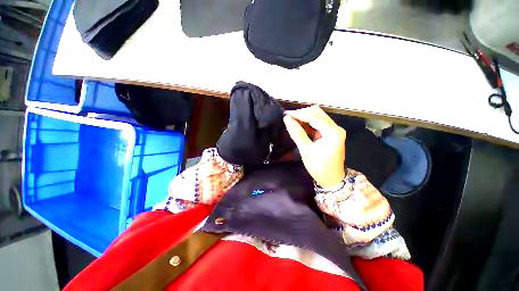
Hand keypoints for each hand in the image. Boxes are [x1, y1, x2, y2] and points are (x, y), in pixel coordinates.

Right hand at [283, 106, 345, 187]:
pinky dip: (308, 122)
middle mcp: (336, 128)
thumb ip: (297, 134)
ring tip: (291, 120)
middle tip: (288, 117)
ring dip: (304, 116)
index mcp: (333, 133)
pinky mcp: (331, 132)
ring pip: (318, 116)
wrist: (332, 179)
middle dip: (302, 113)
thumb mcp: (306, 151)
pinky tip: (299, 124)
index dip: (299, 114)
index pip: (314, 117)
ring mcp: (334, 130)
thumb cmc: (319, 168)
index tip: (286, 114)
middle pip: (317, 113)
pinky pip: (318, 122)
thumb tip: (287, 120)